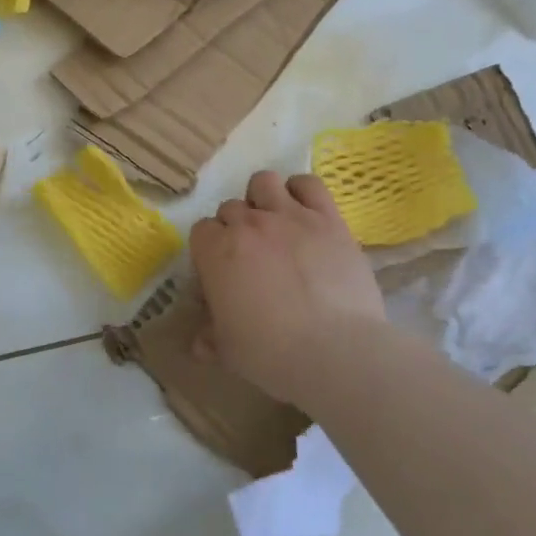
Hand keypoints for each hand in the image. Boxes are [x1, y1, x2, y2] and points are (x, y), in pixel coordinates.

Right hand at [190, 171, 385, 405]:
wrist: (336, 350)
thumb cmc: (272, 353)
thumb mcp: (230, 353)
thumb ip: (210, 340)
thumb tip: (200, 343)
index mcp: (217, 252)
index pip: (201, 231)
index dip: (210, 250)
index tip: (221, 272)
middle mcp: (249, 224)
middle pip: (230, 208)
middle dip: (235, 228)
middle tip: (251, 257)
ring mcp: (290, 216)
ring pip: (263, 183)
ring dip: (262, 199)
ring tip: (274, 224)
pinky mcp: (328, 218)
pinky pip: (309, 184)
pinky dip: (301, 190)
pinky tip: (303, 210)